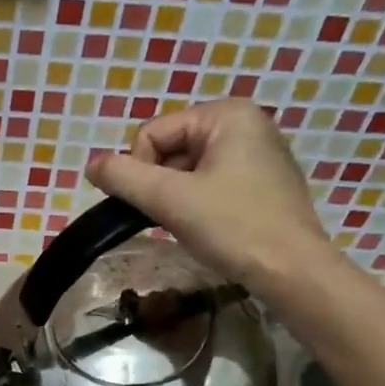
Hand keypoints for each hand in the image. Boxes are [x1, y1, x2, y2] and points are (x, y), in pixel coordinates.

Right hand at [85, 99, 336, 295]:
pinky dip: (198, 204)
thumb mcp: (170, 199)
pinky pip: (211, 183)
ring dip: (176, 198)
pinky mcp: (263, 183)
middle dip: (161, 185)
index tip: (156, 204)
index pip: (152, 133)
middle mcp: (246, 123)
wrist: (293, 272)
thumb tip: (91, 165)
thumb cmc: (233, 227)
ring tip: (190, 225)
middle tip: (172, 218)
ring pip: (188, 170)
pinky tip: (209, 228)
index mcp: (227, 113)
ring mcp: (259, 153)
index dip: (140, 170)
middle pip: (170, 149)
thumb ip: (124, 177)